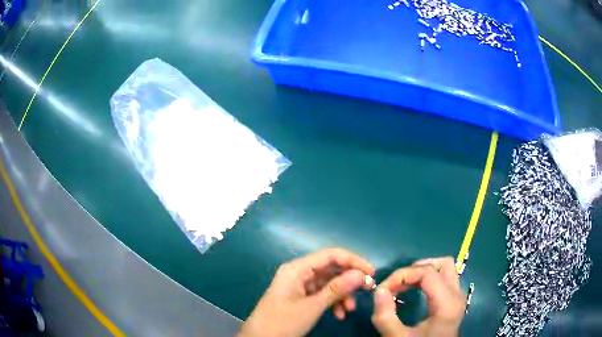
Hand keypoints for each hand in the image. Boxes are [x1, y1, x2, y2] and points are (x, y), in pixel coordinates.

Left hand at [238, 248, 374, 336]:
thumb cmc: (282, 321)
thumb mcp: (312, 307)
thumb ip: (337, 289)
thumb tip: (361, 274)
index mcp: (297, 269)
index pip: (330, 255)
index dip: (352, 261)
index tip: (371, 272)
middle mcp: (299, 273)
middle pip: (330, 269)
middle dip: (349, 280)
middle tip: (366, 290)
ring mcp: (299, 286)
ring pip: (328, 283)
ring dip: (342, 294)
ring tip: (349, 309)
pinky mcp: (301, 297)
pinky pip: (322, 295)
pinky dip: (333, 302)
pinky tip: (339, 314)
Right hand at [371, 257, 465, 336]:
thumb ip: (385, 316)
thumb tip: (379, 291)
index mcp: (447, 303)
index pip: (427, 273)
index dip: (402, 275)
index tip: (382, 290)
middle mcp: (457, 295)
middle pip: (442, 264)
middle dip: (415, 269)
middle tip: (396, 284)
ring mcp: (458, 296)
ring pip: (445, 268)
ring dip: (423, 271)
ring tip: (405, 284)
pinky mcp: (454, 300)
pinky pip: (445, 278)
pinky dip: (428, 278)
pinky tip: (415, 290)